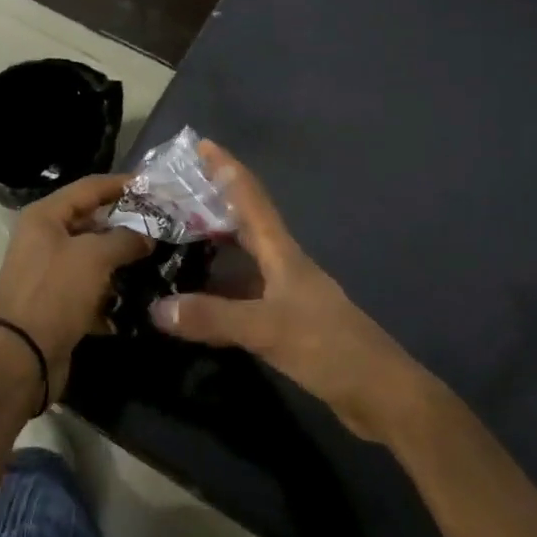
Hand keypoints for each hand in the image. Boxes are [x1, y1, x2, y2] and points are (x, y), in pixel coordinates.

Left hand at [0, 174, 150, 400]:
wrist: (22, 359)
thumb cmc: (55, 293)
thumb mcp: (95, 257)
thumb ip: (126, 239)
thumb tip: (148, 235)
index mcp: (45, 216)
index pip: (90, 187)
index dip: (122, 183)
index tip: (154, 186)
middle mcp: (43, 238)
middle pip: (92, 221)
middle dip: (126, 223)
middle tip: (162, 224)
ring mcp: (49, 272)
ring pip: (93, 256)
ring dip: (121, 258)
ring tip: (157, 258)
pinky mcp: (57, 302)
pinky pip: (90, 287)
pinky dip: (111, 290)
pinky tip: (138, 295)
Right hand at [151, 143, 428, 441]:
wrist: (380, 392)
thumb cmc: (328, 346)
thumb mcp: (267, 328)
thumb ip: (213, 317)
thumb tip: (156, 307)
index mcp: (281, 252)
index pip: (251, 197)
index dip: (227, 168)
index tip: (202, 144)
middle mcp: (282, 264)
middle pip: (243, 223)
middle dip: (212, 203)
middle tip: (172, 194)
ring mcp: (285, 293)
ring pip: (241, 260)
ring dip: (212, 248)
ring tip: (173, 240)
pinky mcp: (285, 321)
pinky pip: (242, 294)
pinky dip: (218, 291)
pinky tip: (195, 301)